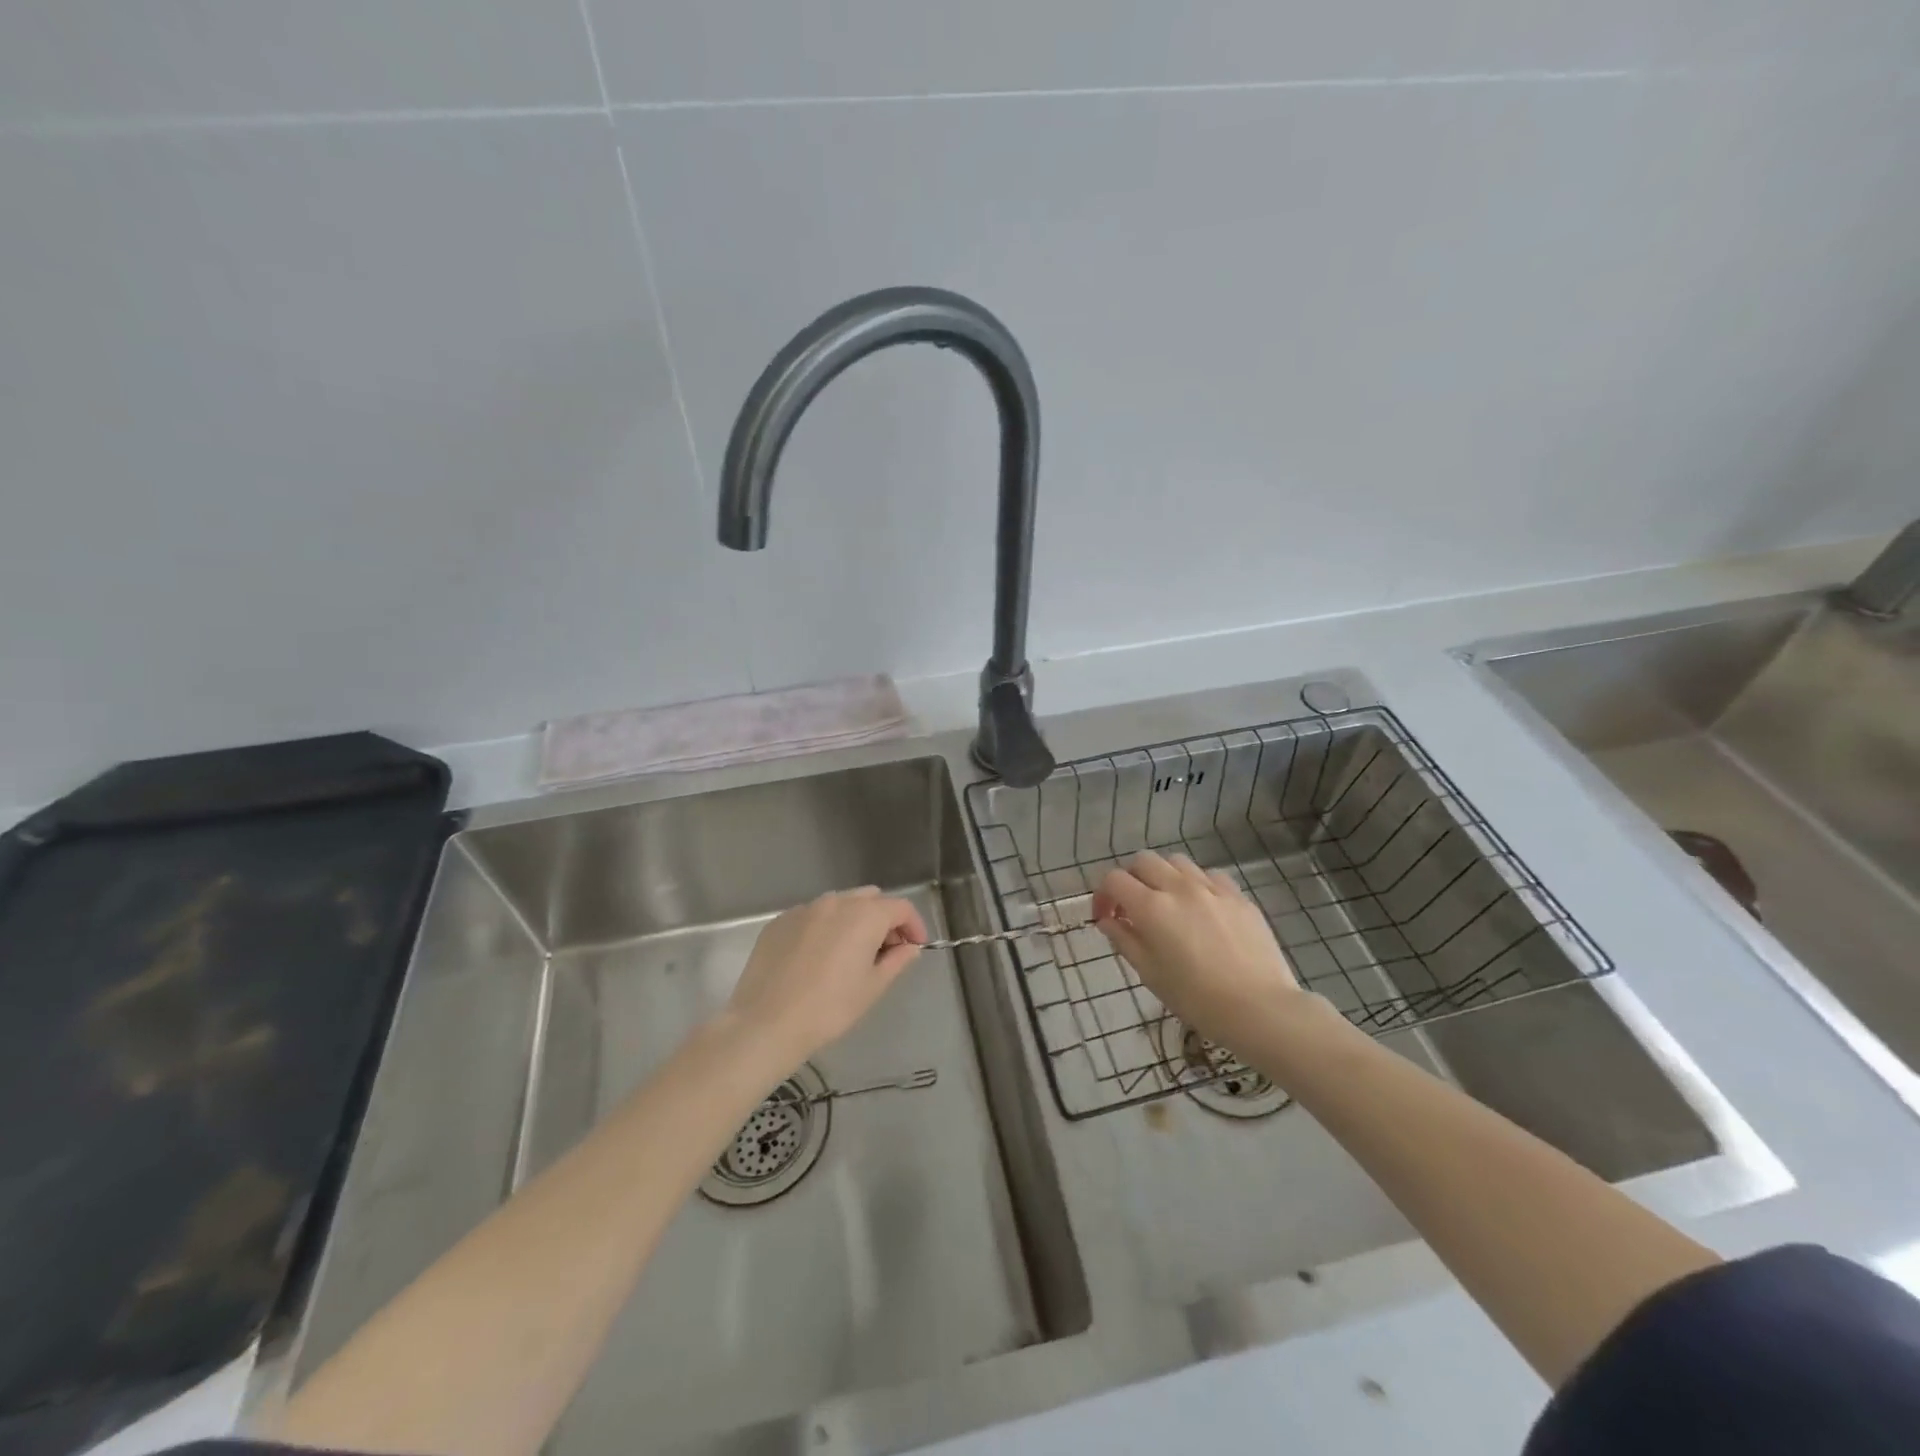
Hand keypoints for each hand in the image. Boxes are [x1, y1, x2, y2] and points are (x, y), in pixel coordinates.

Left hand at [725, 888, 927, 1070]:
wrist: (766, 1023)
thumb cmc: (829, 1008)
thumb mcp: (872, 988)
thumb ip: (897, 961)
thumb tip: (909, 948)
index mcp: (864, 915)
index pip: (900, 907)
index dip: (913, 925)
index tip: (915, 947)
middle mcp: (835, 902)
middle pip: (870, 898)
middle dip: (884, 919)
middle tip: (885, 950)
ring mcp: (804, 909)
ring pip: (839, 904)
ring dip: (853, 920)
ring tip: (850, 953)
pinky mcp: (779, 921)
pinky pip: (812, 915)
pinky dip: (824, 927)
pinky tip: (817, 957)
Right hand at [1092, 850, 1305, 1049]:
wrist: (1260, 1009)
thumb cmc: (1196, 999)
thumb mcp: (1150, 974)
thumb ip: (1124, 940)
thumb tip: (1108, 921)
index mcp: (1152, 908)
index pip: (1114, 880)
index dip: (1103, 895)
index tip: (1107, 918)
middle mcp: (1179, 888)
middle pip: (1143, 860)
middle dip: (1131, 878)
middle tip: (1134, 907)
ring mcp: (1212, 888)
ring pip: (1176, 861)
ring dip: (1163, 876)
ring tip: (1168, 903)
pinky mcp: (1238, 895)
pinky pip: (1209, 875)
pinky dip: (1196, 884)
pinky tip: (1202, 907)